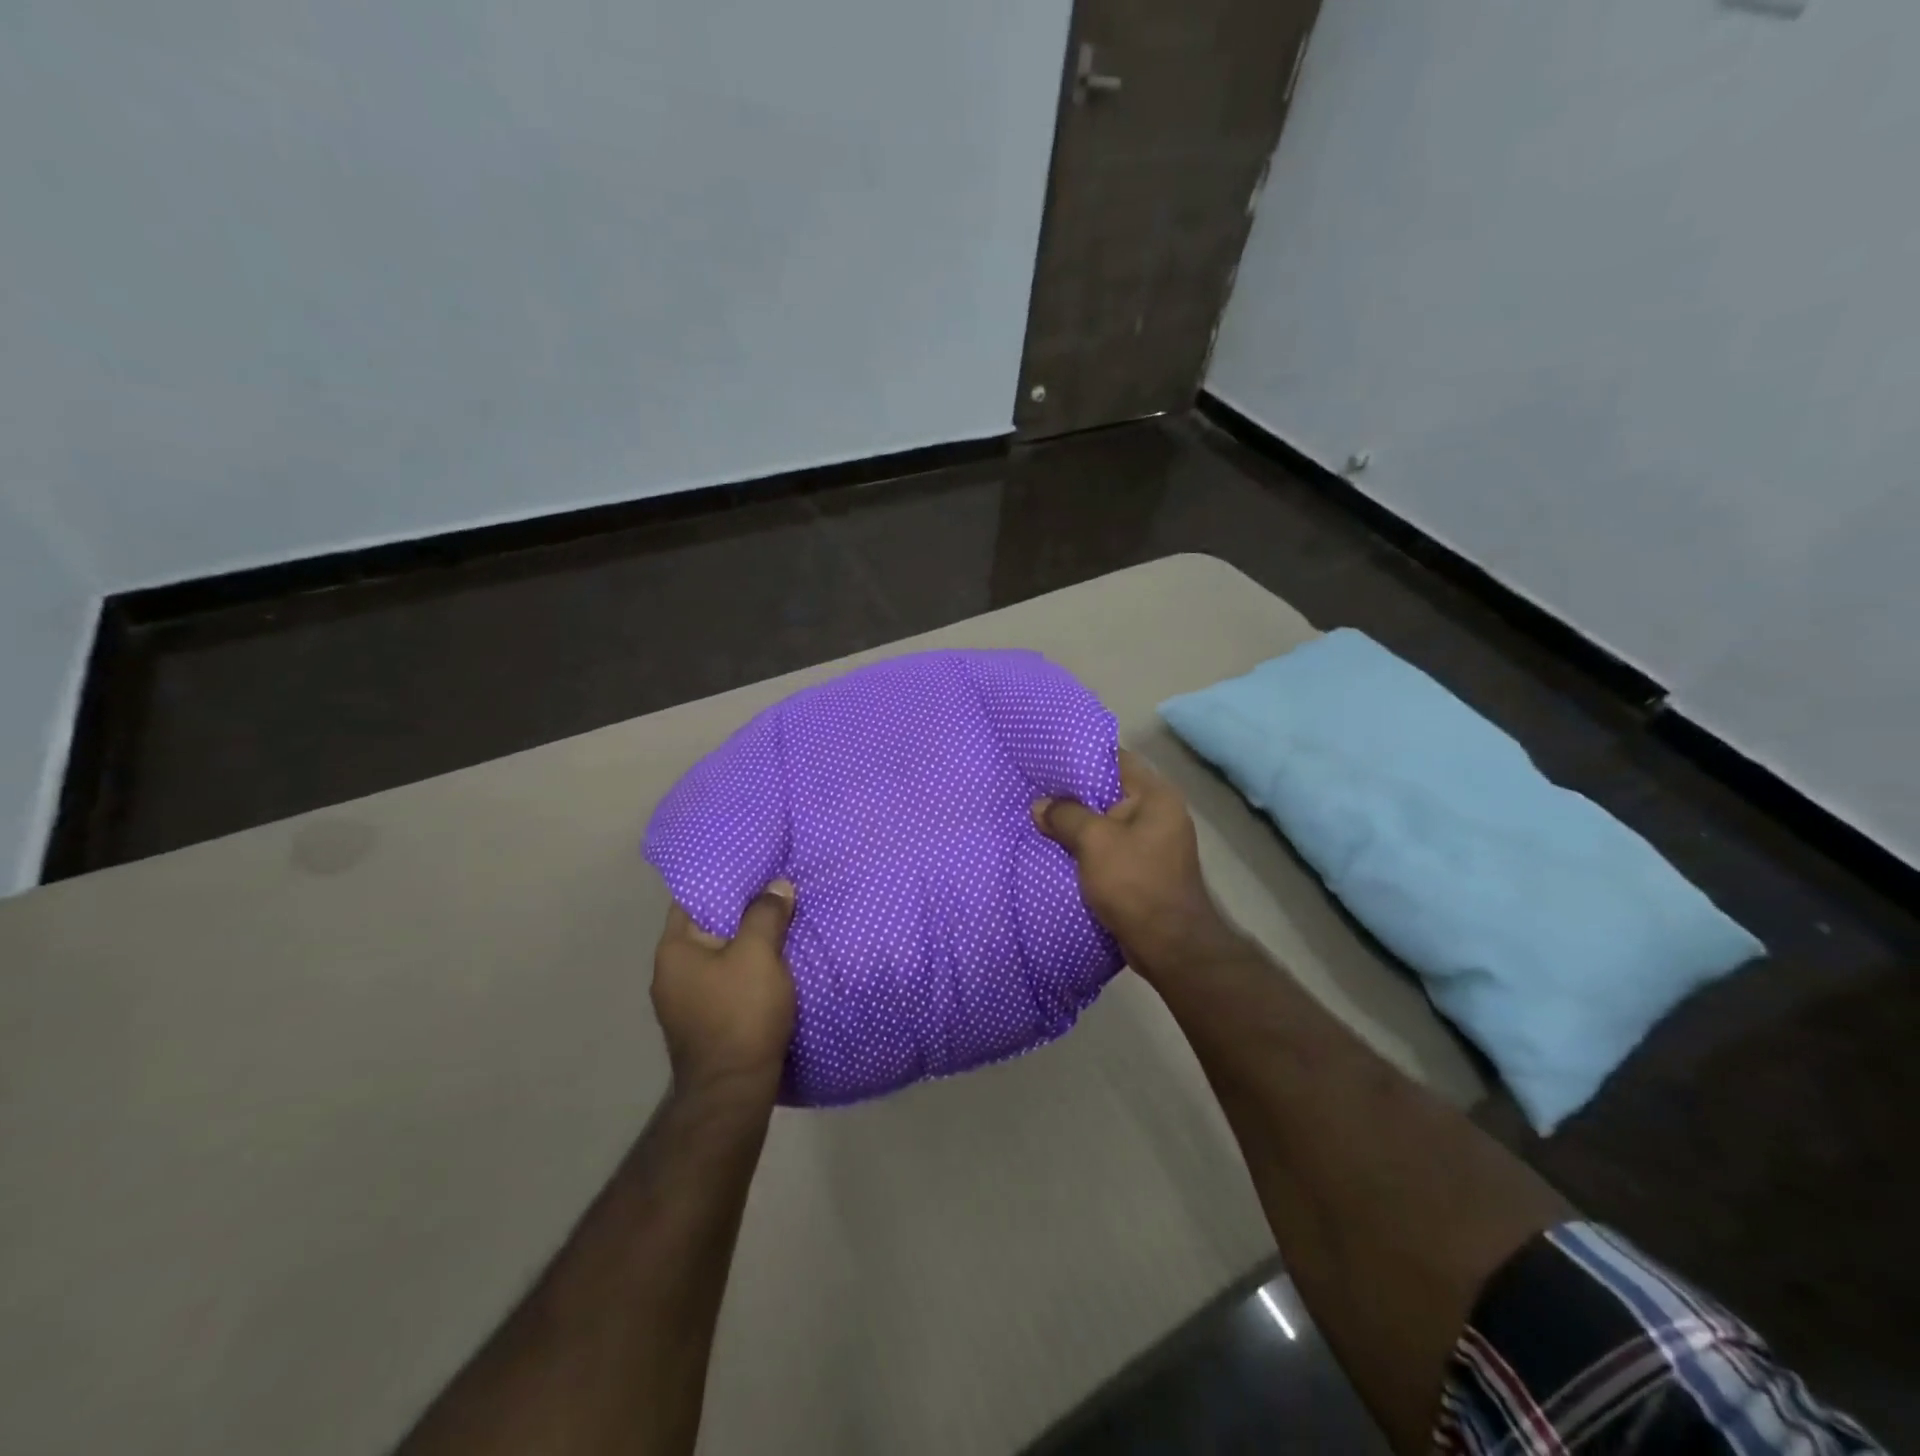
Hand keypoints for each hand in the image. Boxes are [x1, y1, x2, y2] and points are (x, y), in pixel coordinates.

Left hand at [653, 882, 797, 1095]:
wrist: (734, 1091)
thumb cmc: (741, 1013)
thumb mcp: (759, 954)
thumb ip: (766, 914)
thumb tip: (777, 886)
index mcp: (674, 950)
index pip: (693, 899)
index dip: (724, 882)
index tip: (755, 869)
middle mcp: (670, 974)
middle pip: (709, 928)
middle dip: (741, 912)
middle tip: (776, 893)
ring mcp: (684, 1003)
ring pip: (720, 957)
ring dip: (747, 944)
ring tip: (780, 925)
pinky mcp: (704, 1023)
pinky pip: (726, 982)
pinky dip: (747, 970)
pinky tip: (773, 966)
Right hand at [1032, 750, 1234, 981]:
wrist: (1169, 946)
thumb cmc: (1135, 883)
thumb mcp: (1094, 842)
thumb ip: (1065, 816)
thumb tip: (1040, 806)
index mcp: (1155, 795)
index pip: (1115, 759)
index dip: (1080, 757)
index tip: (1046, 758)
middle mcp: (1158, 813)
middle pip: (1108, 791)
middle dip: (1072, 793)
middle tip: (1035, 788)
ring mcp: (1152, 842)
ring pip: (1105, 822)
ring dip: (1076, 823)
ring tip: (1039, 817)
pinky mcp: (1142, 868)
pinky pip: (1108, 847)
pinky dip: (1085, 847)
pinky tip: (1057, 848)